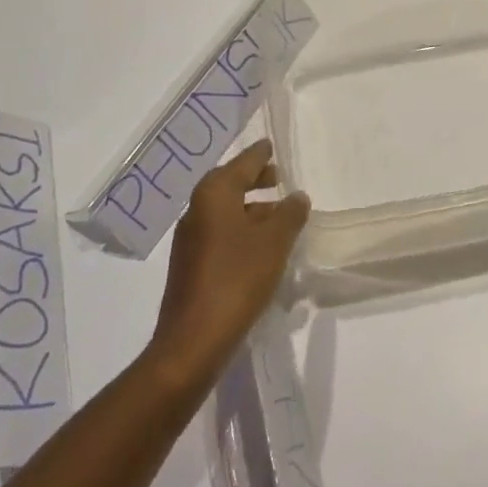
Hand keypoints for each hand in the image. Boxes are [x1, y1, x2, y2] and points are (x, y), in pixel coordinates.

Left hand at [150, 140, 309, 382]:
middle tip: (278, 177)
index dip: (260, 154)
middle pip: (229, 184)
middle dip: (254, 179)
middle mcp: (197, 210)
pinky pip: (220, 233)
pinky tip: (261, 247)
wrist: (192, 341)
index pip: (242, 163)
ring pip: (225, 211)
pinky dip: (241, 230)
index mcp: (214, 194)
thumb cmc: (236, 279)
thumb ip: (290, 214)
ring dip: (251, 208)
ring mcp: (190, 240)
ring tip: (279, 215)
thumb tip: (297, 197)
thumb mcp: (274, 242)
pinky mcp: (190, 266)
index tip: (271, 145)